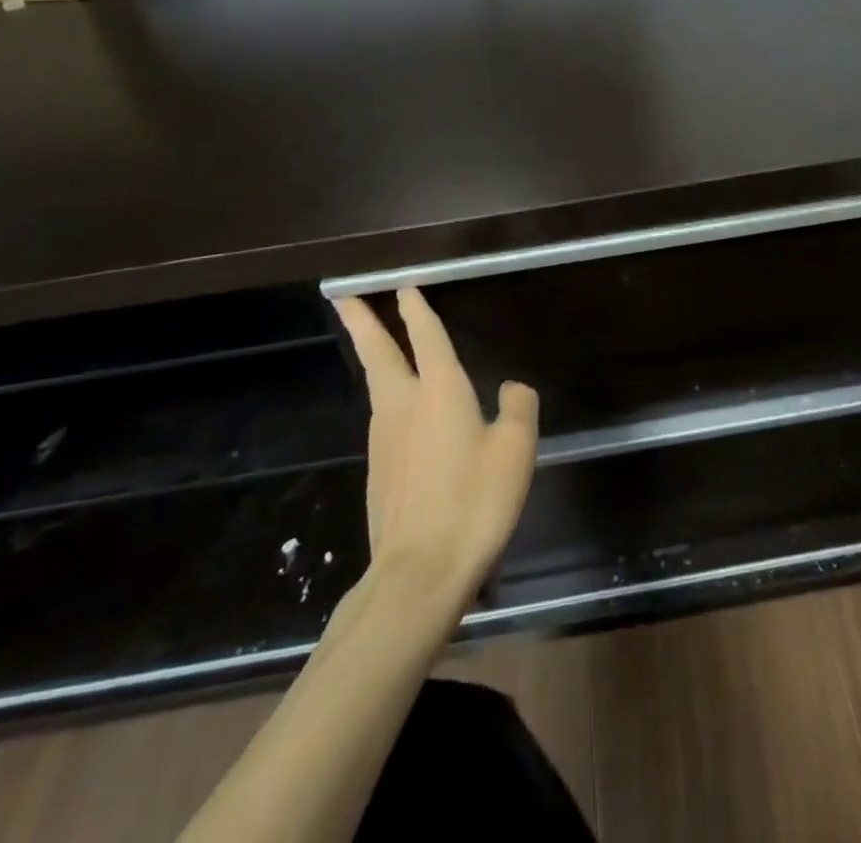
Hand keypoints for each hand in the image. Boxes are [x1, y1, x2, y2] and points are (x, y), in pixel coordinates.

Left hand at [334, 289, 537, 607]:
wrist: (418, 574)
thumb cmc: (473, 502)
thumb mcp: (516, 450)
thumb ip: (518, 408)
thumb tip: (510, 388)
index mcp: (440, 391)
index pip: (426, 337)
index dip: (416, 310)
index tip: (403, 287)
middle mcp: (404, 405)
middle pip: (378, 353)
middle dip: (362, 320)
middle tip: (343, 296)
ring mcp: (383, 440)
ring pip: (377, 385)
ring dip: (373, 357)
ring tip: (376, 345)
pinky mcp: (378, 472)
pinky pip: (384, 420)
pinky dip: (388, 399)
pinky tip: (403, 414)